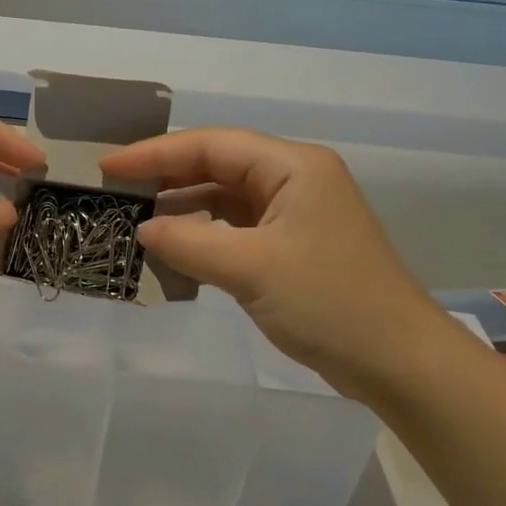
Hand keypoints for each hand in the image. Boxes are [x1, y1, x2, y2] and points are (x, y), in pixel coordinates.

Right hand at [100, 128, 461, 399]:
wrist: (397, 361)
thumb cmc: (328, 303)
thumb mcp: (250, 269)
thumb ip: (188, 242)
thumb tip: (142, 228)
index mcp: (293, 166)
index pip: (212, 145)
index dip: (155, 153)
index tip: (107, 166)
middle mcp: (296, 179)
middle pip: (219, 164)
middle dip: (167, 175)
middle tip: (116, 190)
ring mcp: (296, 213)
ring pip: (226, 197)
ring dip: (183, 205)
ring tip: (136, 215)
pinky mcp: (294, 245)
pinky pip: (237, 227)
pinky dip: (204, 233)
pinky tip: (175, 245)